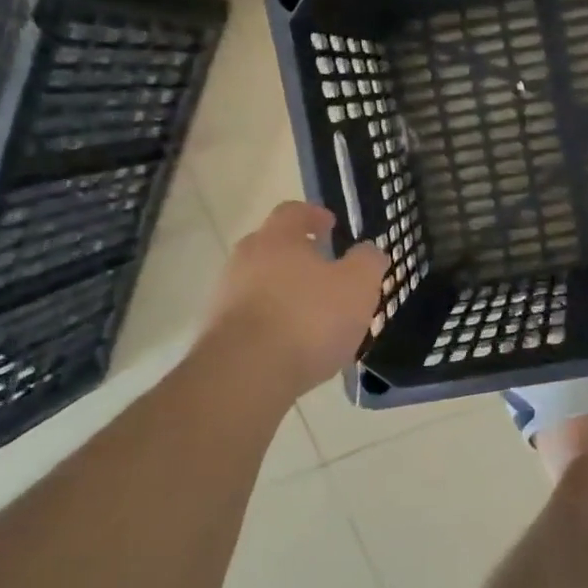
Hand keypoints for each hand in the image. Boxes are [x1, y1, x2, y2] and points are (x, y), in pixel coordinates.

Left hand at [206, 202, 388, 397]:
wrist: (245, 376)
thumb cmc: (308, 318)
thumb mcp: (358, 285)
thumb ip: (368, 262)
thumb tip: (369, 251)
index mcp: (277, 238)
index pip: (293, 212)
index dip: (314, 215)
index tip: (330, 225)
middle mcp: (245, 260)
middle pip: (272, 247)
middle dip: (298, 255)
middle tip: (325, 270)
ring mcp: (226, 297)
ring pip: (260, 283)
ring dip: (285, 291)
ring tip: (314, 313)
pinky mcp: (218, 334)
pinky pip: (251, 317)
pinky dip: (273, 322)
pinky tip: (294, 344)